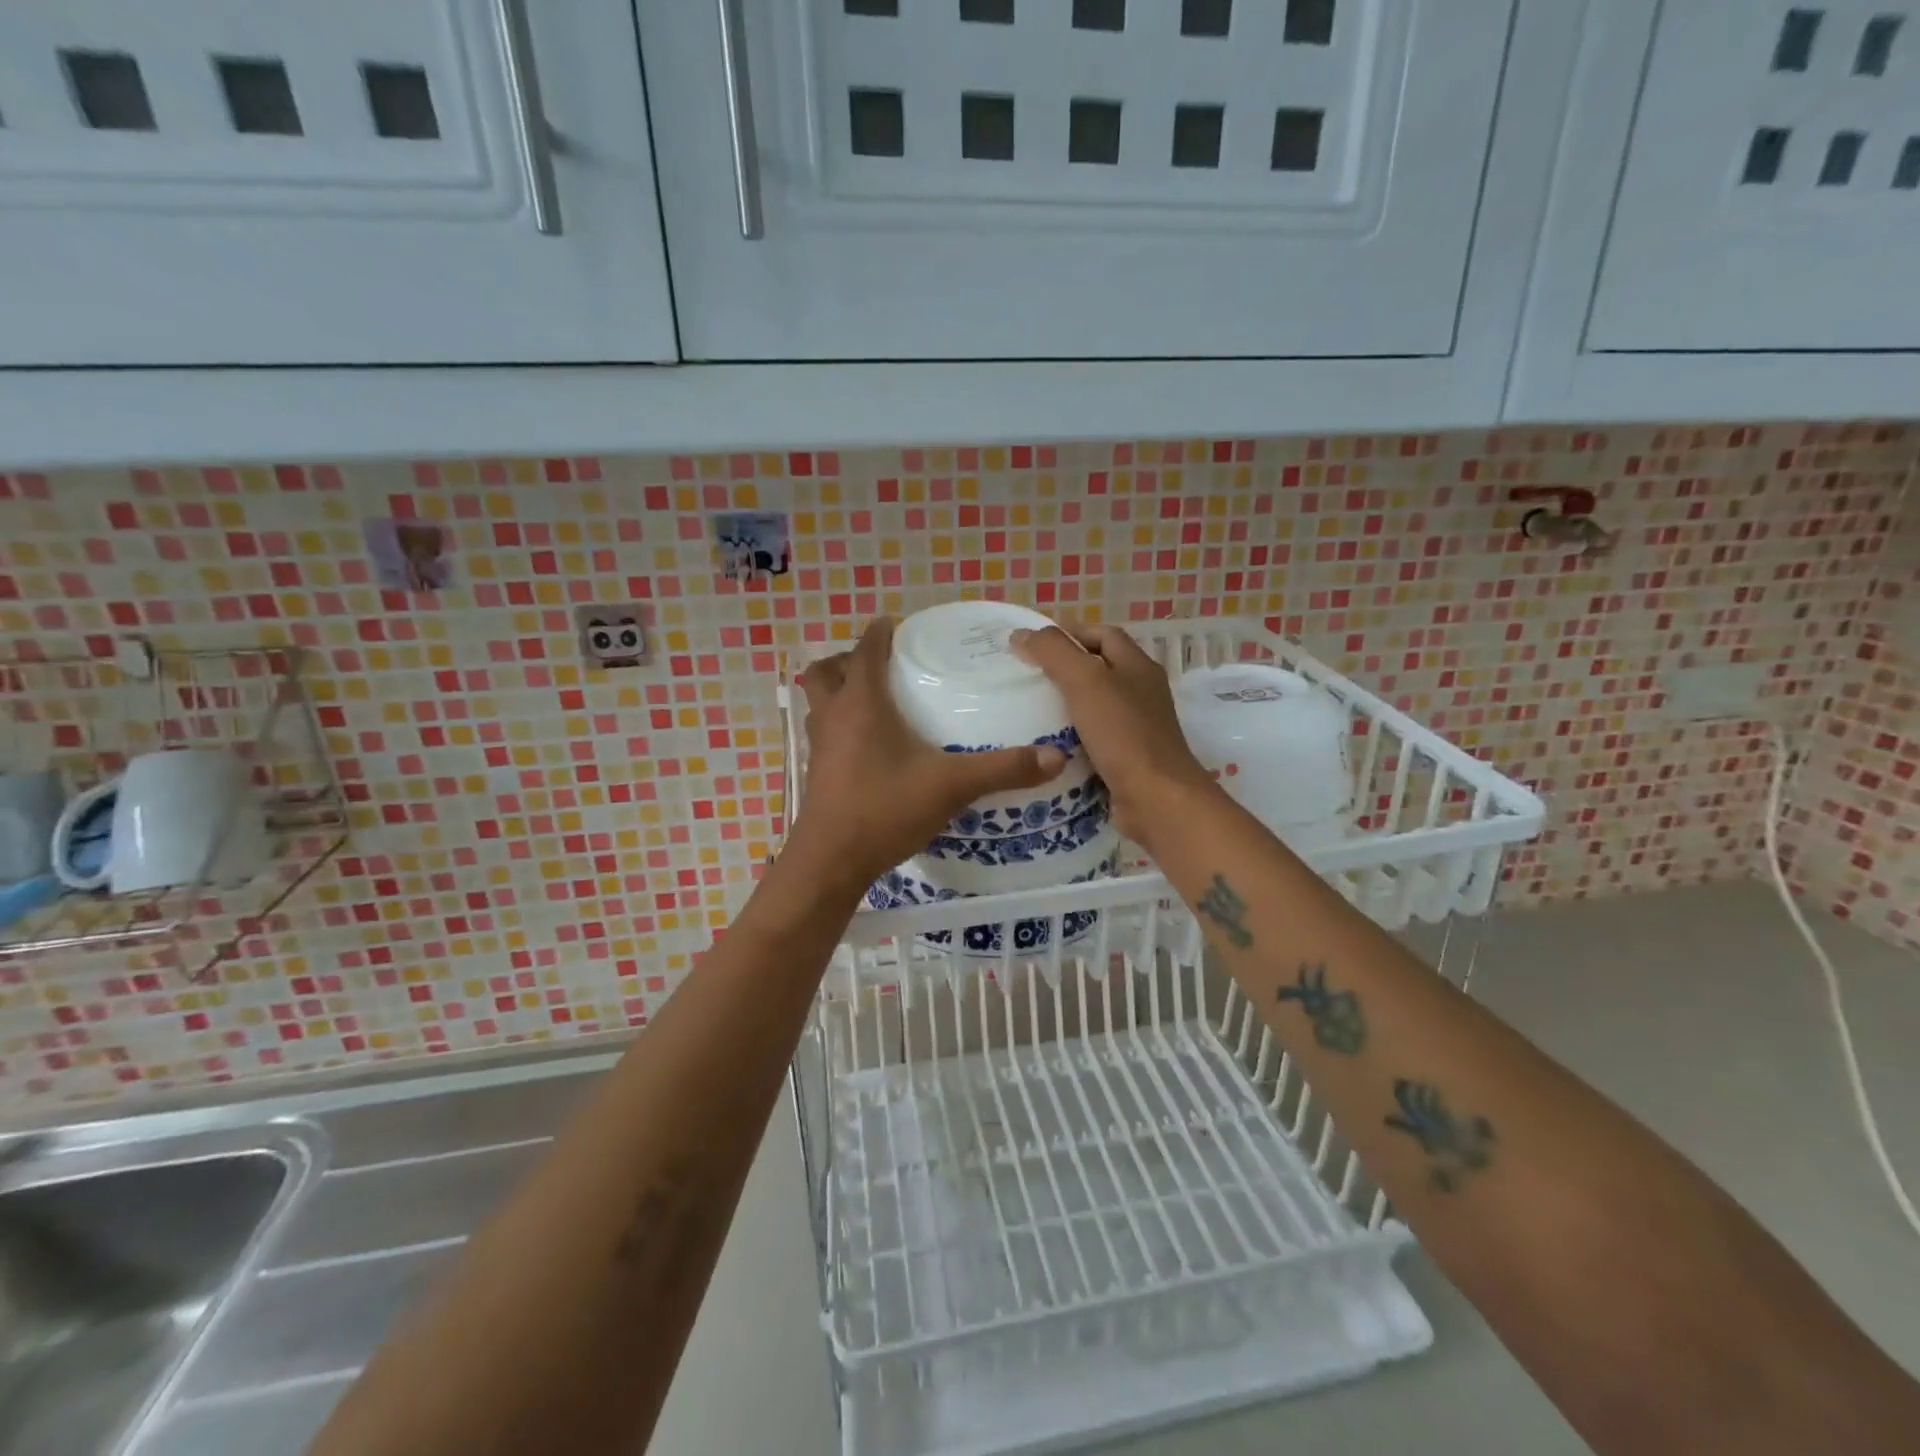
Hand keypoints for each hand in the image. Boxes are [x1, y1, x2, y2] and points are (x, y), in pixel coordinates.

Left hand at [788, 619, 1067, 893]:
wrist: (831, 862)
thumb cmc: (885, 809)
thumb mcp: (951, 786)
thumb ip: (1002, 769)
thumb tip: (1056, 757)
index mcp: (861, 703)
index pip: (865, 650)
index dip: (880, 632)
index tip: (898, 626)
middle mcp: (833, 716)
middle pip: (825, 672)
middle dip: (847, 661)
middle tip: (880, 667)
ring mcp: (819, 747)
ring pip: (818, 704)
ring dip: (838, 694)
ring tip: (873, 702)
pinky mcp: (816, 774)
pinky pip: (823, 735)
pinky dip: (839, 728)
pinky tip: (869, 749)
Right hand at [1011, 623, 1217, 851]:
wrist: (1156, 799)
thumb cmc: (1123, 734)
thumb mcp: (1085, 681)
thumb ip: (1054, 652)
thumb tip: (1022, 634)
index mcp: (1137, 666)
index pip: (1102, 635)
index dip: (1069, 633)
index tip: (1032, 644)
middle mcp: (1140, 693)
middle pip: (1098, 670)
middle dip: (1062, 670)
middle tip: (1023, 678)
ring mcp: (1136, 728)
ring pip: (1093, 707)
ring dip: (1063, 707)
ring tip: (1025, 712)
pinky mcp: (1126, 760)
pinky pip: (1092, 740)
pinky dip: (1069, 740)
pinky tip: (1044, 747)